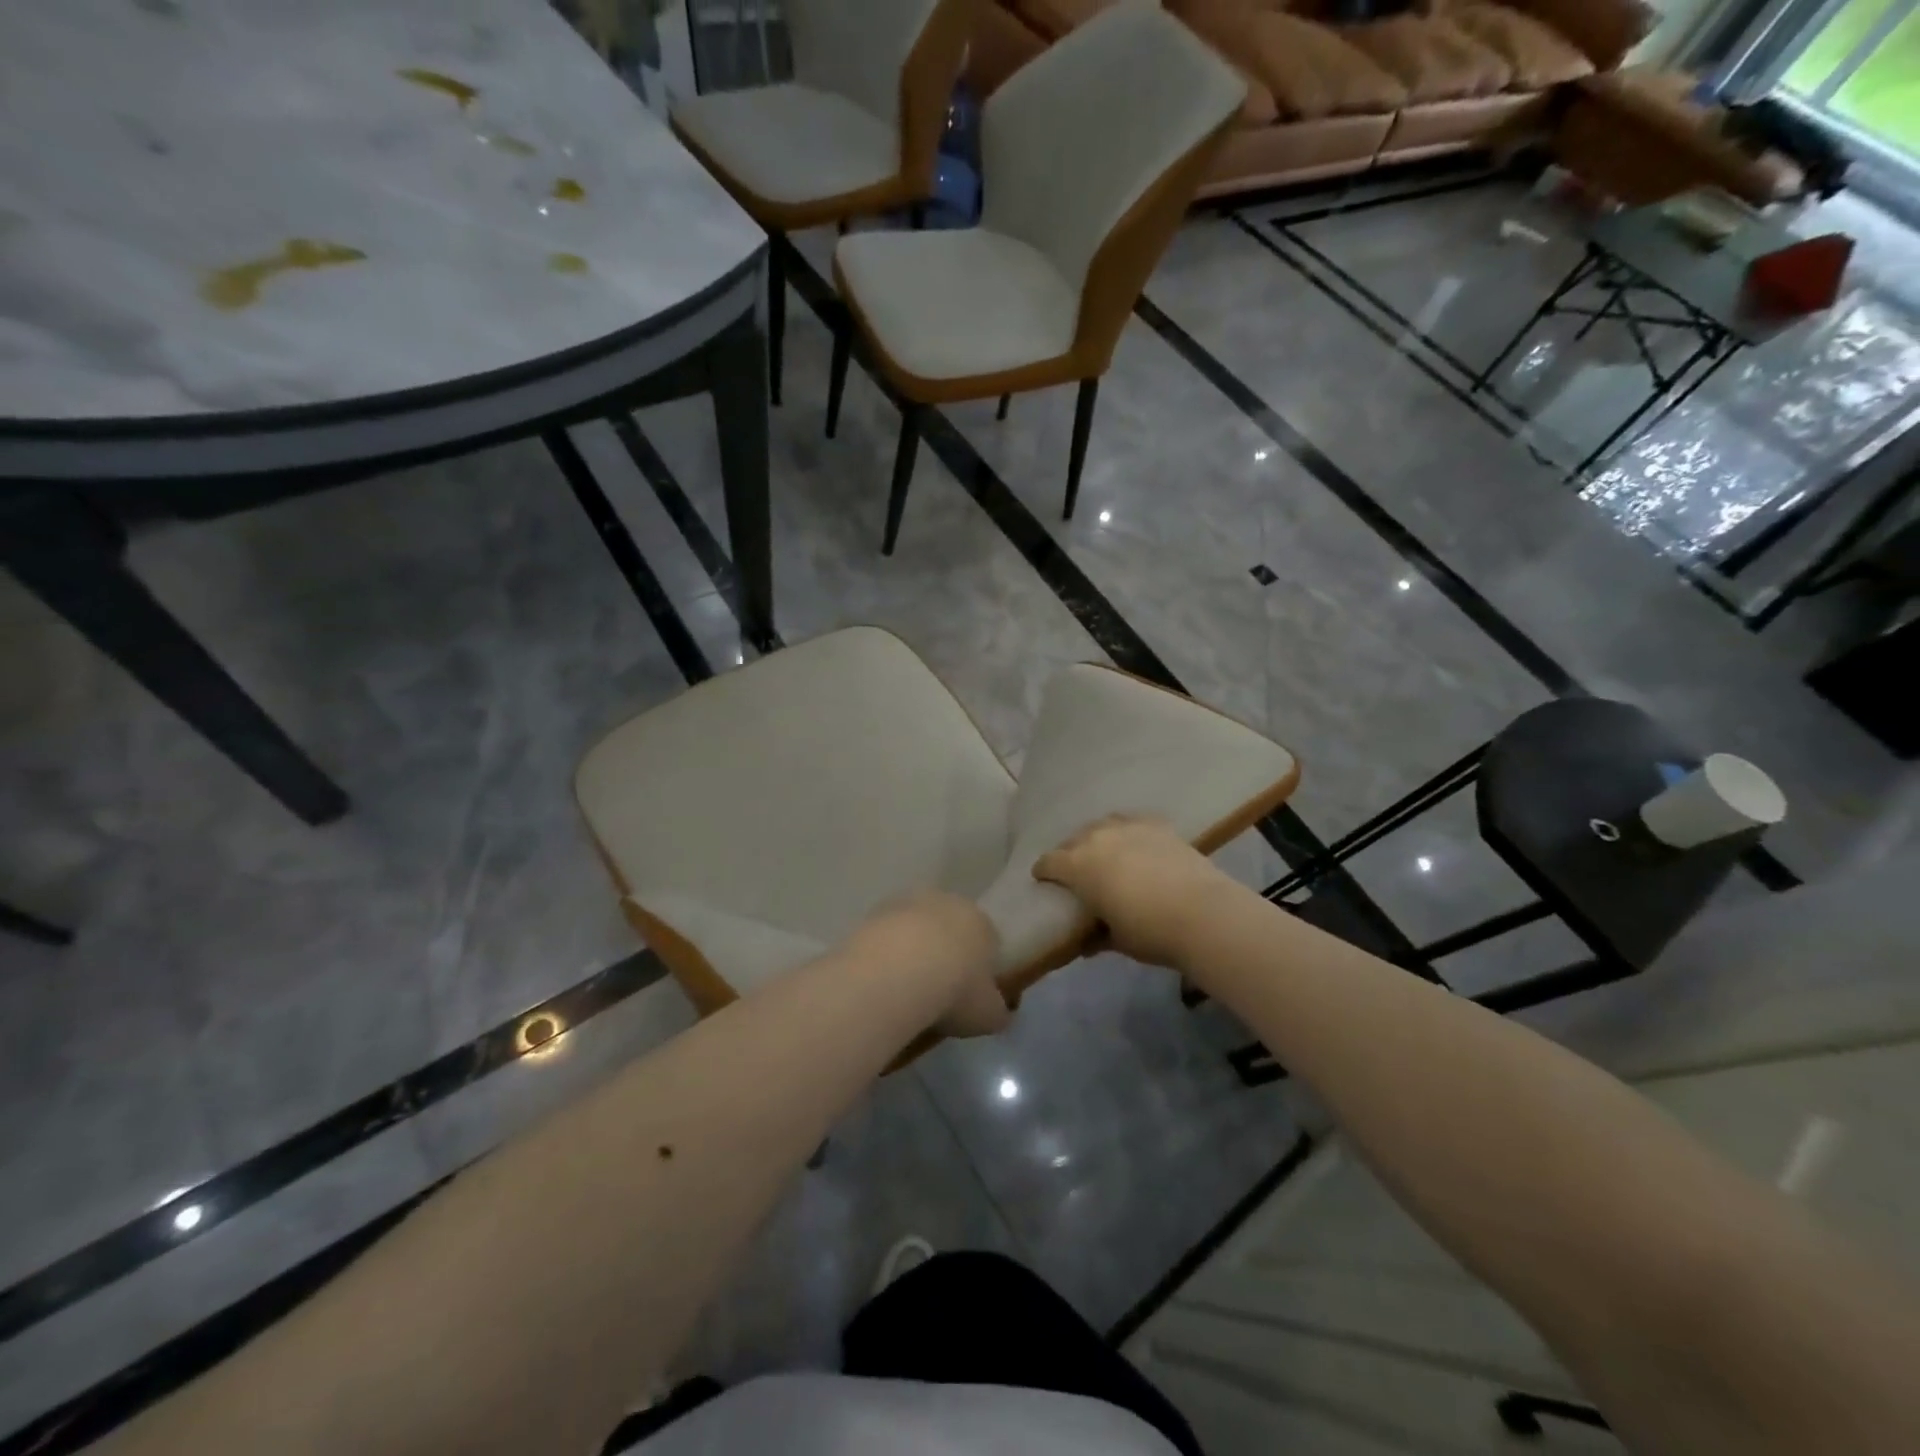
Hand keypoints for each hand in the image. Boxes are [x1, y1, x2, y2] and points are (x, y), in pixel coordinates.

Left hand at [843, 891, 1009, 1038]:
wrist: (898, 974)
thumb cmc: (955, 991)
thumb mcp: (989, 1015)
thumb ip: (998, 1012)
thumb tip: (1000, 1013)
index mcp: (982, 923)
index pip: (988, 941)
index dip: (979, 968)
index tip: (969, 994)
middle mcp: (948, 902)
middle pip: (950, 928)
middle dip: (946, 953)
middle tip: (936, 989)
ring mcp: (910, 903)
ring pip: (917, 928)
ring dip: (913, 950)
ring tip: (904, 988)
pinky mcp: (876, 911)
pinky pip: (888, 934)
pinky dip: (887, 952)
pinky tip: (882, 979)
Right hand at [1033, 815, 1240, 969]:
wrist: (1202, 913)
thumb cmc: (1149, 932)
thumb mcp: (1116, 940)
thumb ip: (1096, 935)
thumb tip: (1086, 942)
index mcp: (1078, 866)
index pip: (1049, 862)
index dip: (1043, 872)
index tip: (1043, 881)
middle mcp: (1097, 838)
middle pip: (1073, 839)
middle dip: (1069, 853)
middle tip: (1076, 871)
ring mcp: (1129, 827)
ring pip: (1102, 825)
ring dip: (1097, 838)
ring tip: (1105, 853)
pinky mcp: (1157, 824)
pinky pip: (1132, 822)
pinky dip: (1128, 832)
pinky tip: (1135, 843)